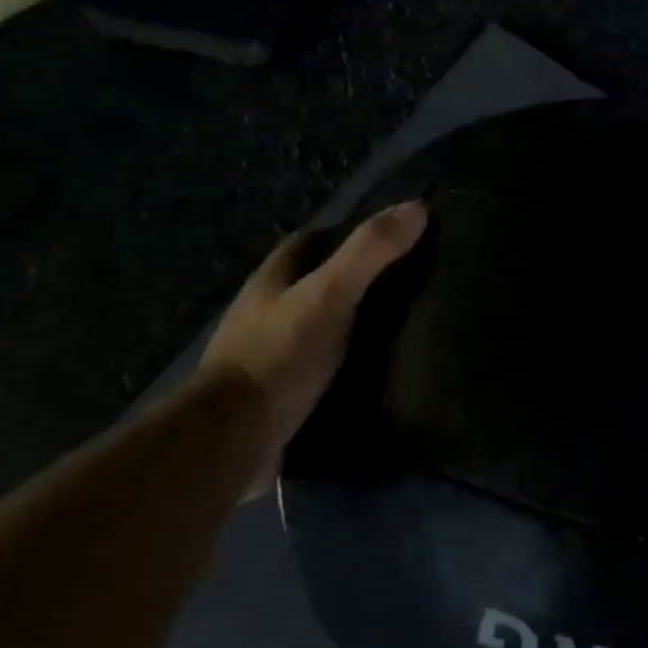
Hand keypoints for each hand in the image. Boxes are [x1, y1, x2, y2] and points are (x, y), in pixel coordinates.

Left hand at [198, 200, 427, 495]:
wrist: (229, 441)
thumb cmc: (278, 356)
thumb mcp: (329, 294)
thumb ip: (370, 252)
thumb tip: (418, 207)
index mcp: (272, 278)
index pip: (312, 240)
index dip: (349, 233)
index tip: (392, 238)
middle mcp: (264, 310)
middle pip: (313, 281)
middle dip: (352, 279)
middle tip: (404, 285)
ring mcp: (265, 353)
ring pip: (315, 325)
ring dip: (347, 323)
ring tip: (398, 329)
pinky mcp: (273, 393)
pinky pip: (315, 367)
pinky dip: (342, 364)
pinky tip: (372, 373)